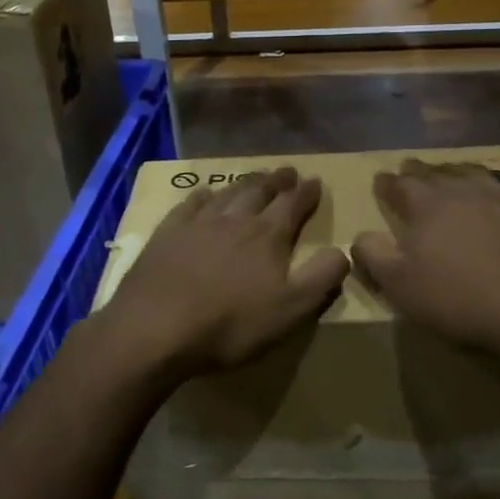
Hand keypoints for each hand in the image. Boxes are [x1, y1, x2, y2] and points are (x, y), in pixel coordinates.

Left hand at [99, 168, 350, 379]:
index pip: (293, 206)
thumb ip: (321, 278)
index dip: (307, 193)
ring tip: (254, 177)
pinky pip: (189, 204)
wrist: (155, 327)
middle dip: (277, 181)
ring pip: (227, 193)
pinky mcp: (167, 234)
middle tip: (286, 170)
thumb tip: (344, 250)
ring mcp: (197, 223)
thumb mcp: (290, 310)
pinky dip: (203, 195)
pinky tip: (203, 194)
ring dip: (244, 183)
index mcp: (267, 236)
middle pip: (259, 192)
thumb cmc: (230, 324)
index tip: (315, 181)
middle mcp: (234, 220)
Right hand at [351, 159, 499, 363]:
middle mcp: (465, 193)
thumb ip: (373, 256)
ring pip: (478, 176)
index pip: (400, 185)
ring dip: (462, 173)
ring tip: (456, 173)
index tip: (380, 179)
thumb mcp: (400, 286)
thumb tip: (360, 235)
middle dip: (421, 171)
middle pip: (438, 173)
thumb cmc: (459, 299)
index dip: (387, 183)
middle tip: (411, 167)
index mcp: (428, 206)